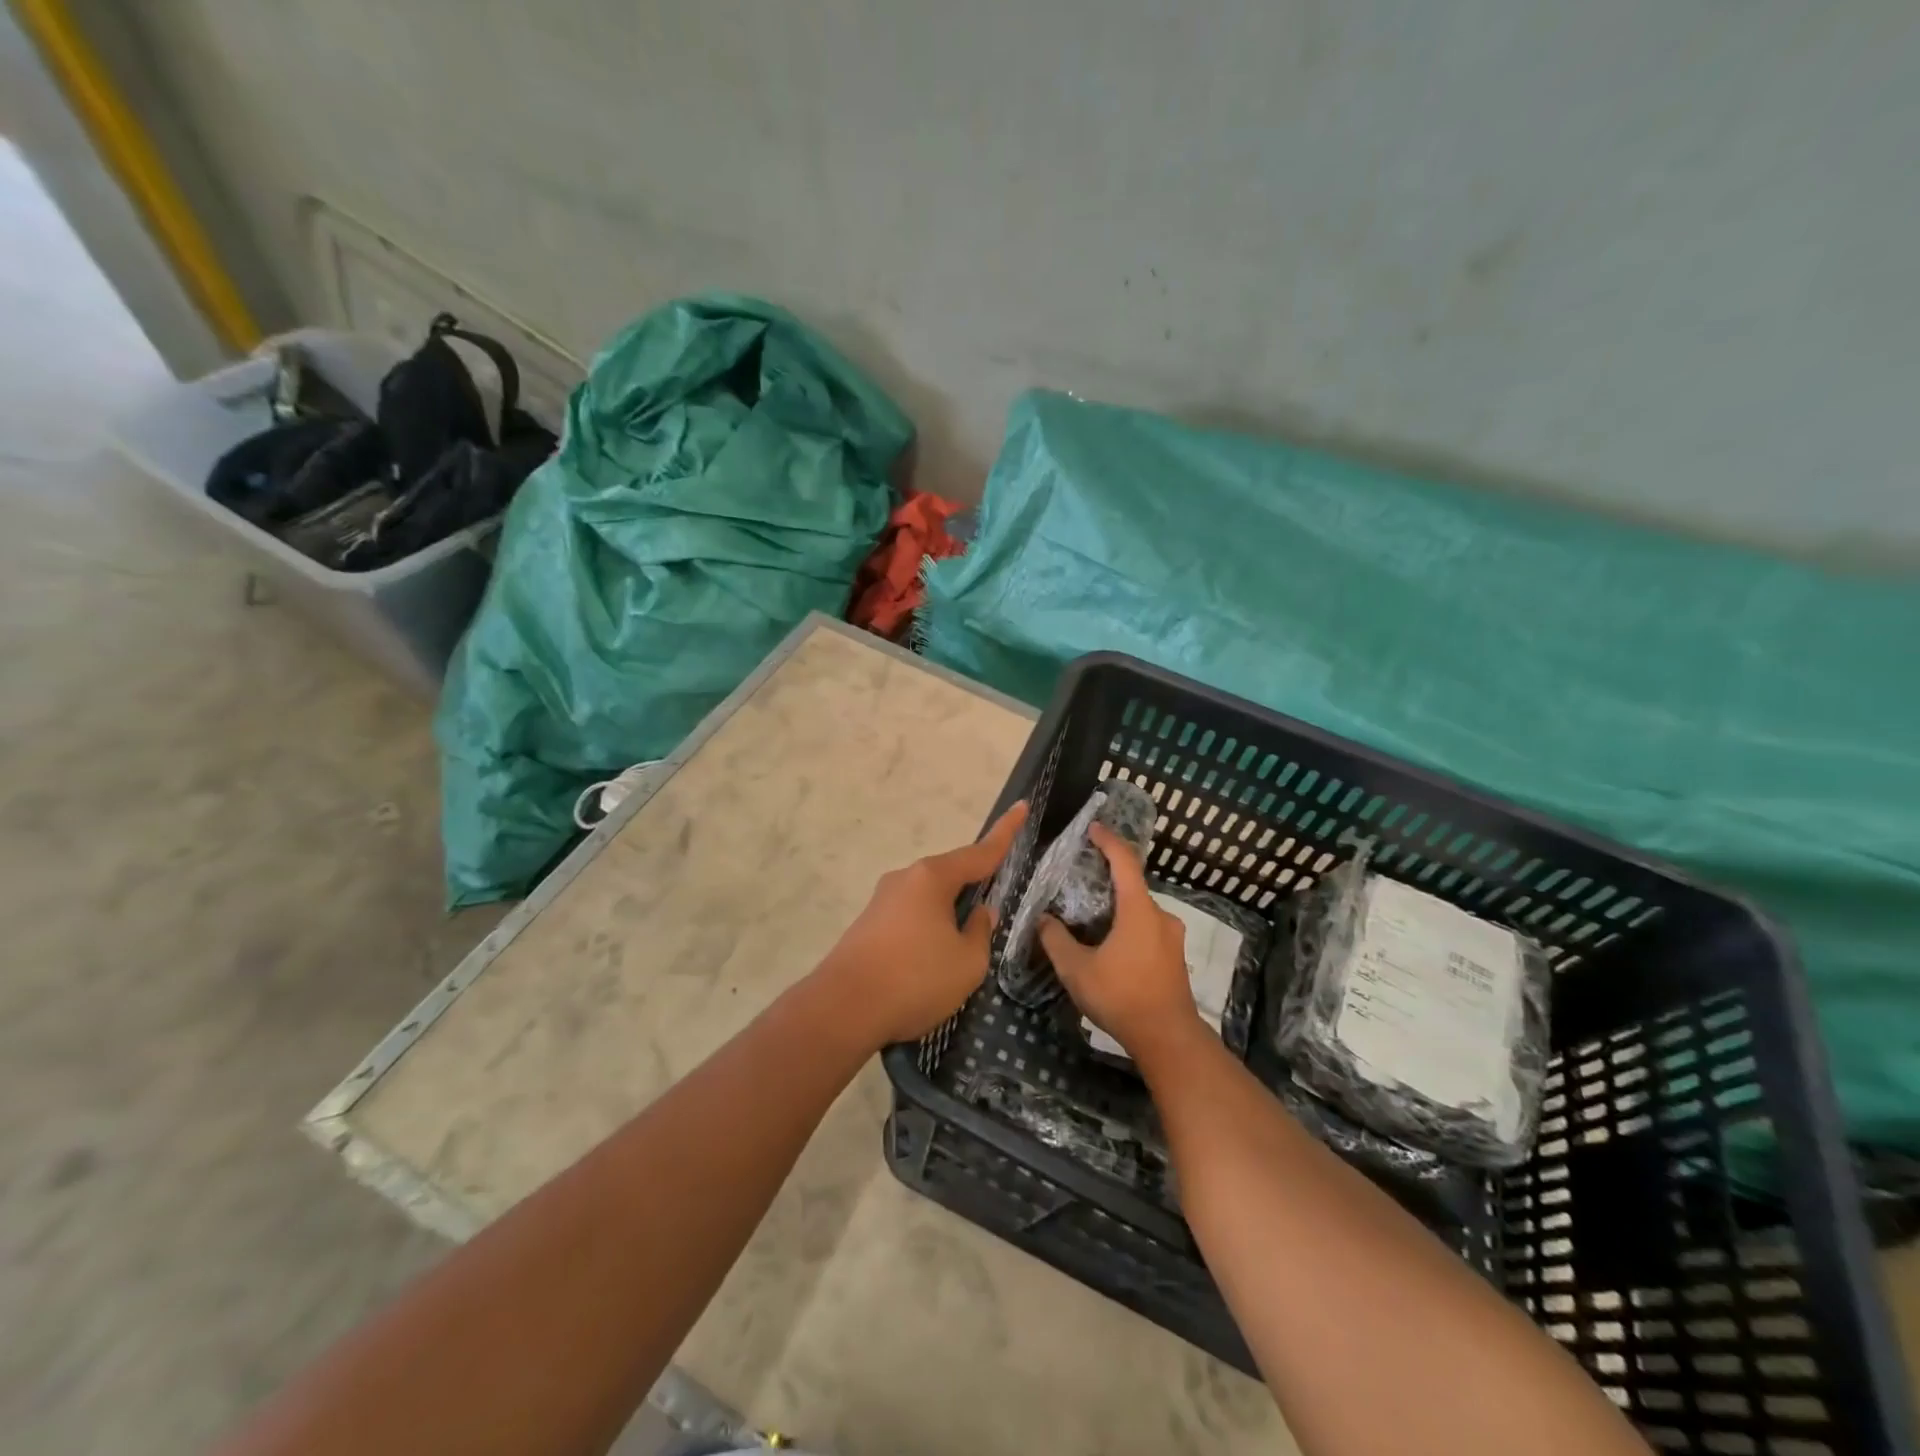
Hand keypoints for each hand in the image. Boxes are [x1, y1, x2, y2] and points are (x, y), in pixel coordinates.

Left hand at [822, 801, 1028, 1047]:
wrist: (842, 1010)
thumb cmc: (914, 979)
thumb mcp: (967, 962)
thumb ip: (980, 932)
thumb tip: (979, 913)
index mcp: (932, 878)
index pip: (980, 852)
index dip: (1005, 832)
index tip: (1022, 806)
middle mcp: (905, 879)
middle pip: (951, 875)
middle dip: (974, 887)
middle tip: (993, 910)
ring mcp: (882, 901)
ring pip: (929, 900)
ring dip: (948, 917)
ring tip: (960, 954)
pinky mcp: (867, 925)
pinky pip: (910, 918)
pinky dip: (927, 932)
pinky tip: (929, 964)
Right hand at [1039, 823, 1202, 1067]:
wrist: (1169, 1039)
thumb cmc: (1122, 997)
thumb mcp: (1077, 970)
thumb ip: (1056, 940)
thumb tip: (1043, 920)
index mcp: (1139, 910)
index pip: (1125, 862)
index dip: (1108, 841)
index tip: (1092, 828)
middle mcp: (1160, 916)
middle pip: (1132, 886)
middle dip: (1107, 878)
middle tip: (1079, 879)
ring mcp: (1171, 937)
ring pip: (1139, 910)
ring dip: (1116, 906)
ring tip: (1089, 916)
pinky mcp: (1174, 957)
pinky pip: (1147, 928)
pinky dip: (1127, 925)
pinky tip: (1109, 944)